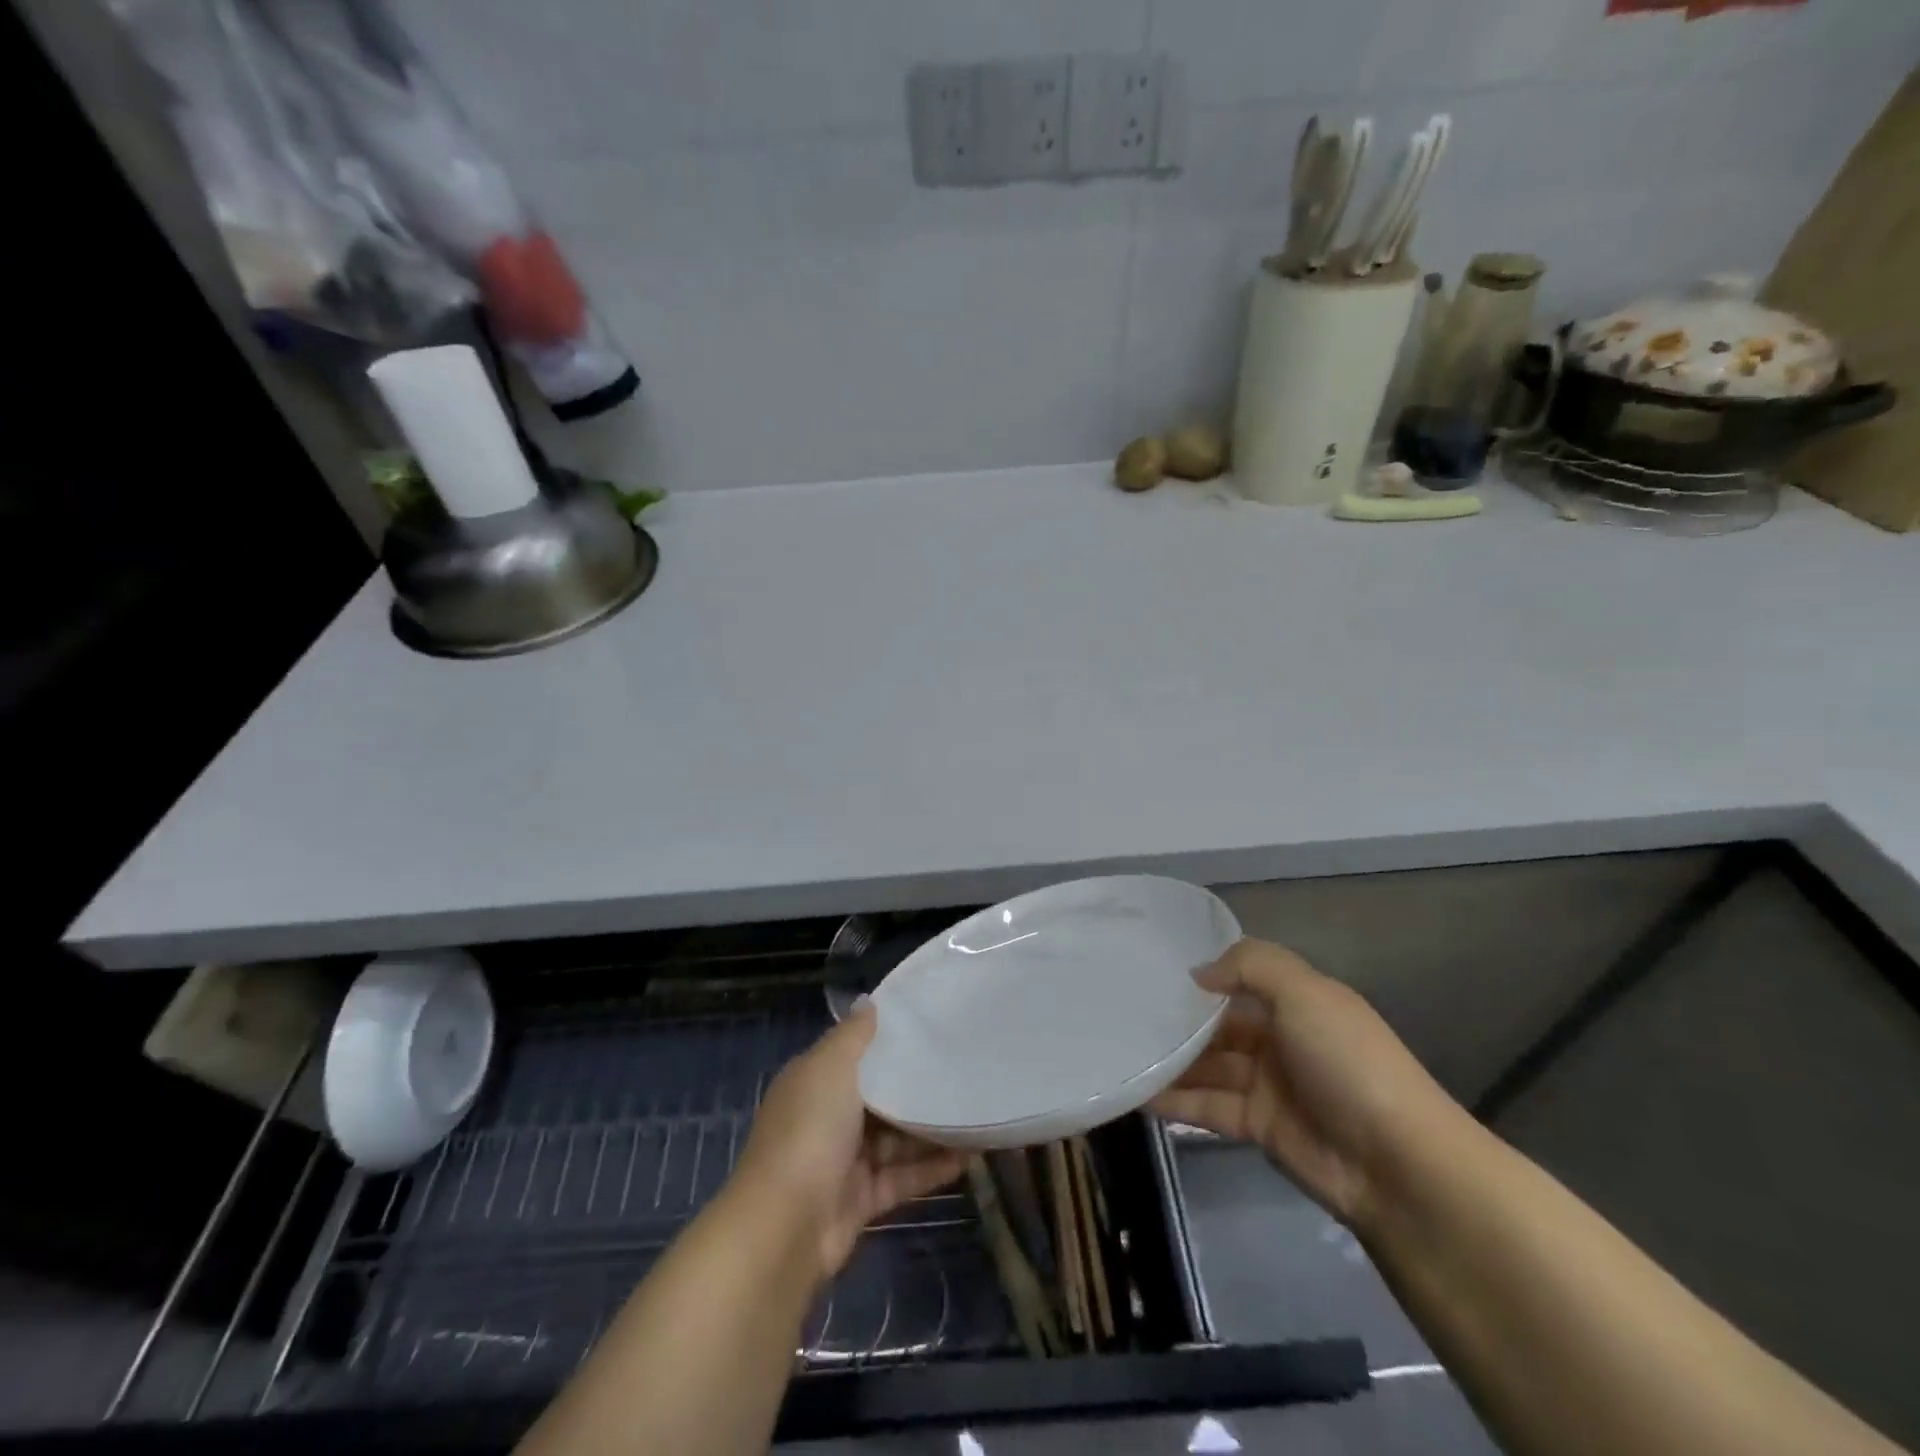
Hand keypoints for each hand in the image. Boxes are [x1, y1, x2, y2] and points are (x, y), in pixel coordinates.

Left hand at [736, 1003, 966, 1281]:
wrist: (785, 1228)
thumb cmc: (809, 1131)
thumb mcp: (830, 1067)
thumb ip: (854, 1035)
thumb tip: (868, 1001)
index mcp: (814, 1081)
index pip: (854, 1054)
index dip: (888, 1040)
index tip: (931, 1026)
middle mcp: (826, 1117)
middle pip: (878, 1097)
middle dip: (915, 1087)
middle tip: (963, 1070)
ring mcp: (843, 1162)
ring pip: (895, 1139)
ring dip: (931, 1130)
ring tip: (975, 1114)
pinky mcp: (861, 1200)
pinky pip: (902, 1177)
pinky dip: (932, 1168)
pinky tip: (968, 1157)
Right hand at [1151, 939, 1461, 1230]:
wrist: (1397, 1166)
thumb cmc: (1348, 1063)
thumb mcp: (1305, 994)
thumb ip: (1248, 967)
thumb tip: (1198, 974)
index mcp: (1299, 1003)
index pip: (1243, 980)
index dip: (1204, 974)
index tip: (1153, 968)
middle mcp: (1281, 1040)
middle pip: (1219, 1024)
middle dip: (1179, 1019)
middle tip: (1122, 1010)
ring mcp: (1268, 1086)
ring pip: (1208, 1066)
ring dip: (1170, 1060)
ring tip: (1119, 1049)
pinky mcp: (1257, 1127)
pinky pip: (1207, 1106)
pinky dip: (1174, 1101)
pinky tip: (1135, 1093)